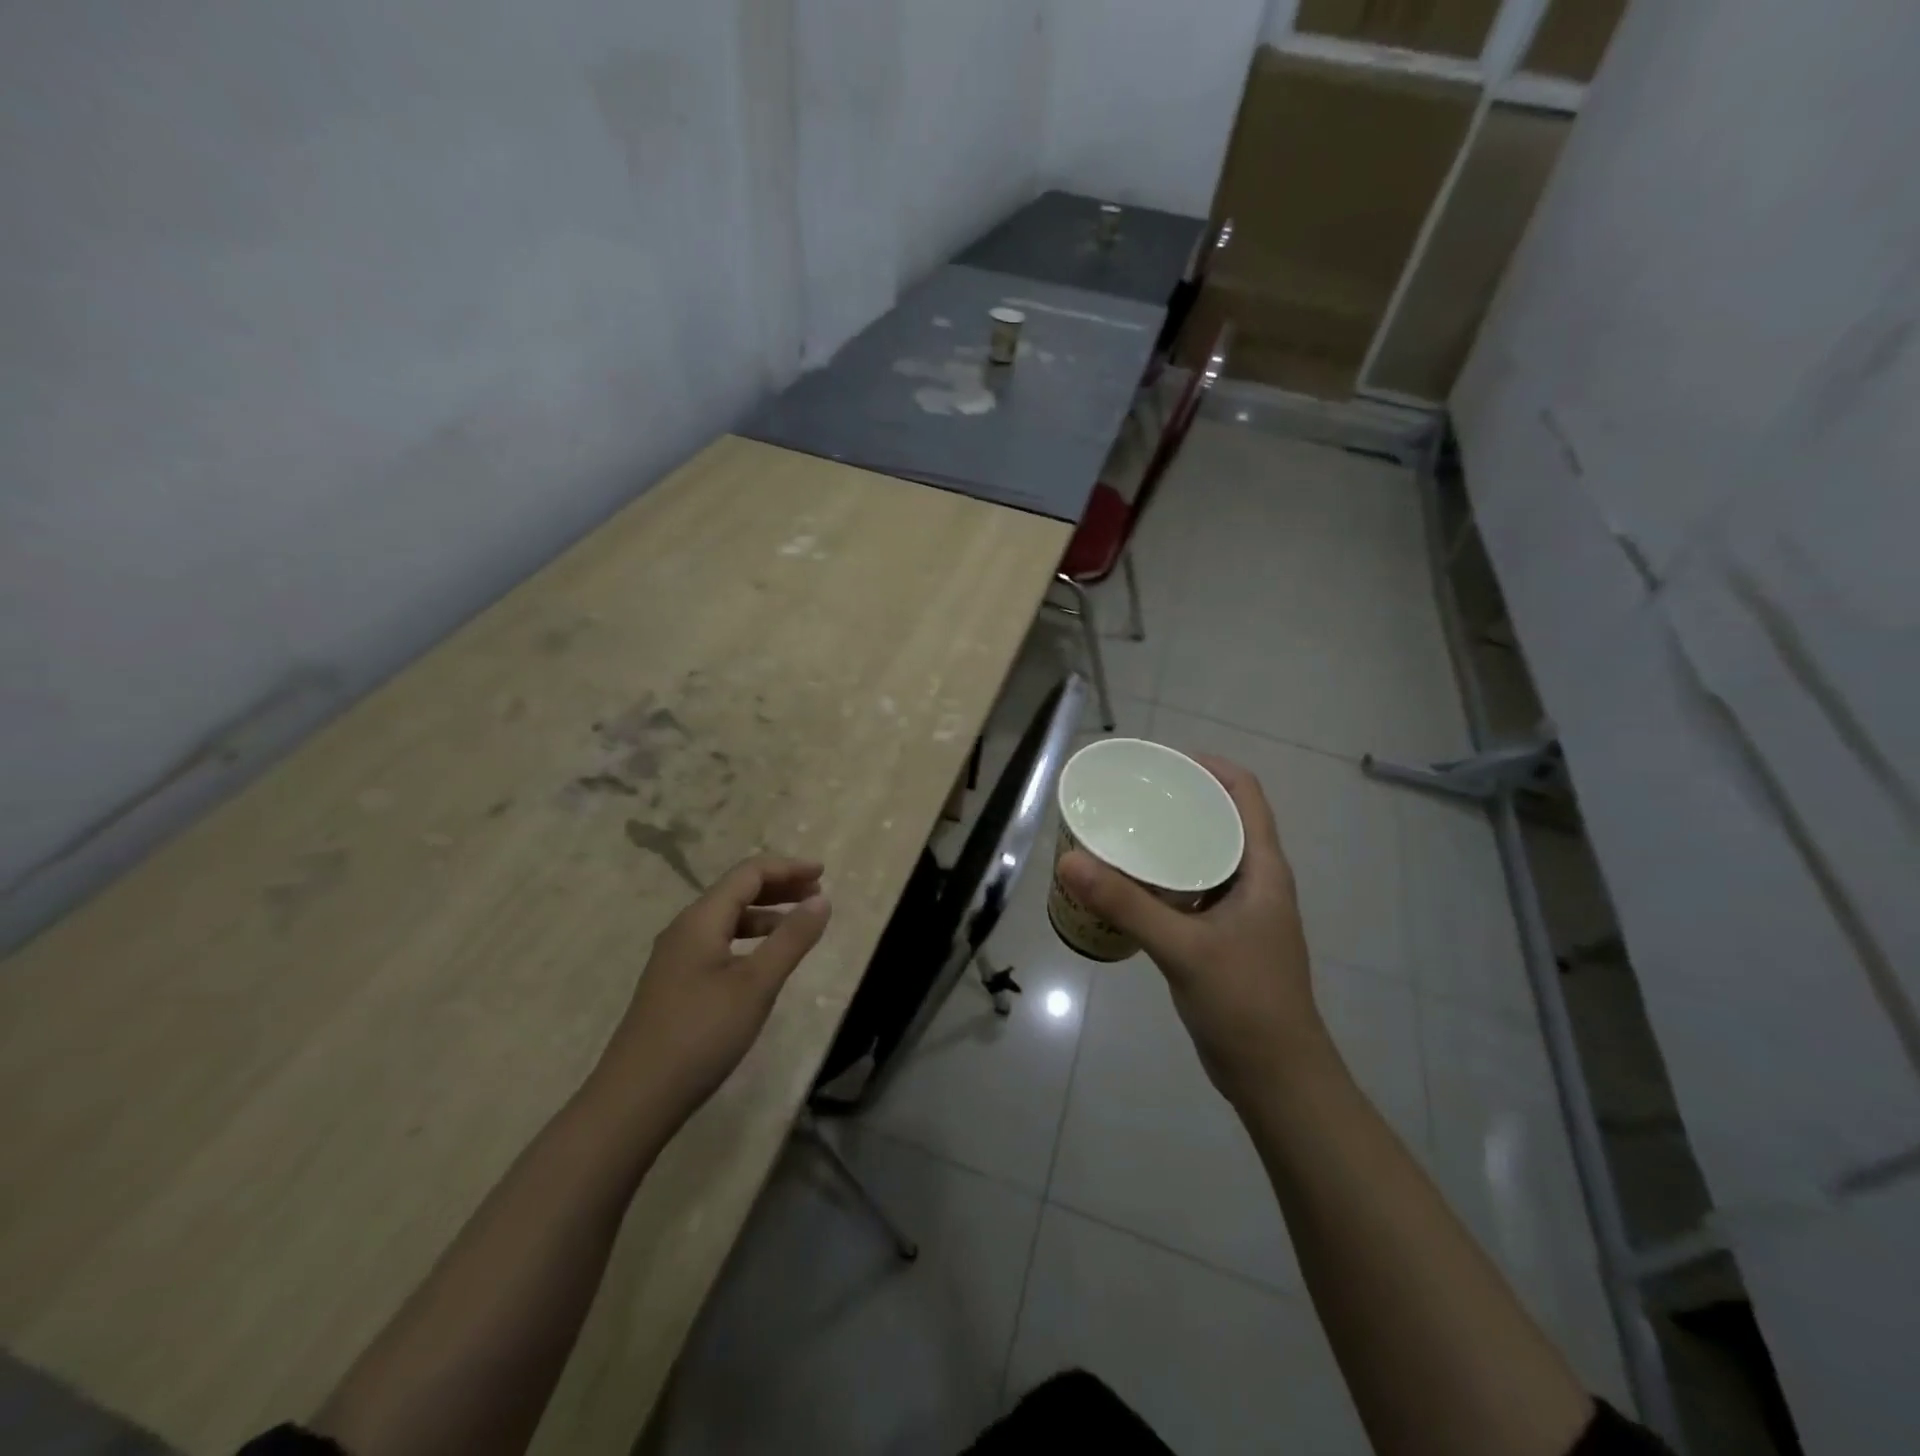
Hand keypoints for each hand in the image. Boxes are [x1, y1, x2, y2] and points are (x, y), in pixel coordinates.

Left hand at [589, 855, 831, 1132]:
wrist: (636, 1098)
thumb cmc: (701, 1034)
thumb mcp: (756, 985)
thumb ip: (791, 939)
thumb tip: (821, 899)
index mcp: (700, 919)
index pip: (749, 873)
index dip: (787, 868)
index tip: (823, 872)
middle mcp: (685, 929)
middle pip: (736, 890)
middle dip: (778, 886)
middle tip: (816, 893)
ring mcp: (676, 957)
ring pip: (726, 918)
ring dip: (765, 913)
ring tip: (798, 925)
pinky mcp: (675, 983)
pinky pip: (718, 942)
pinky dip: (749, 938)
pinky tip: (763, 960)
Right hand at [1059, 757, 1325, 1107]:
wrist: (1276, 1077)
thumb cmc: (1244, 1002)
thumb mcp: (1182, 947)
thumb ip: (1126, 903)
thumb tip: (1070, 861)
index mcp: (1262, 869)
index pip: (1244, 794)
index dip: (1208, 768)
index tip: (1160, 762)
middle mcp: (1254, 880)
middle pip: (1219, 819)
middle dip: (1178, 800)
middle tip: (1127, 795)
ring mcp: (1239, 910)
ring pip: (1203, 856)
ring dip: (1168, 840)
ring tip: (1121, 829)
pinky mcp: (1221, 936)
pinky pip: (1190, 889)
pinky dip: (1162, 877)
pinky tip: (1127, 884)